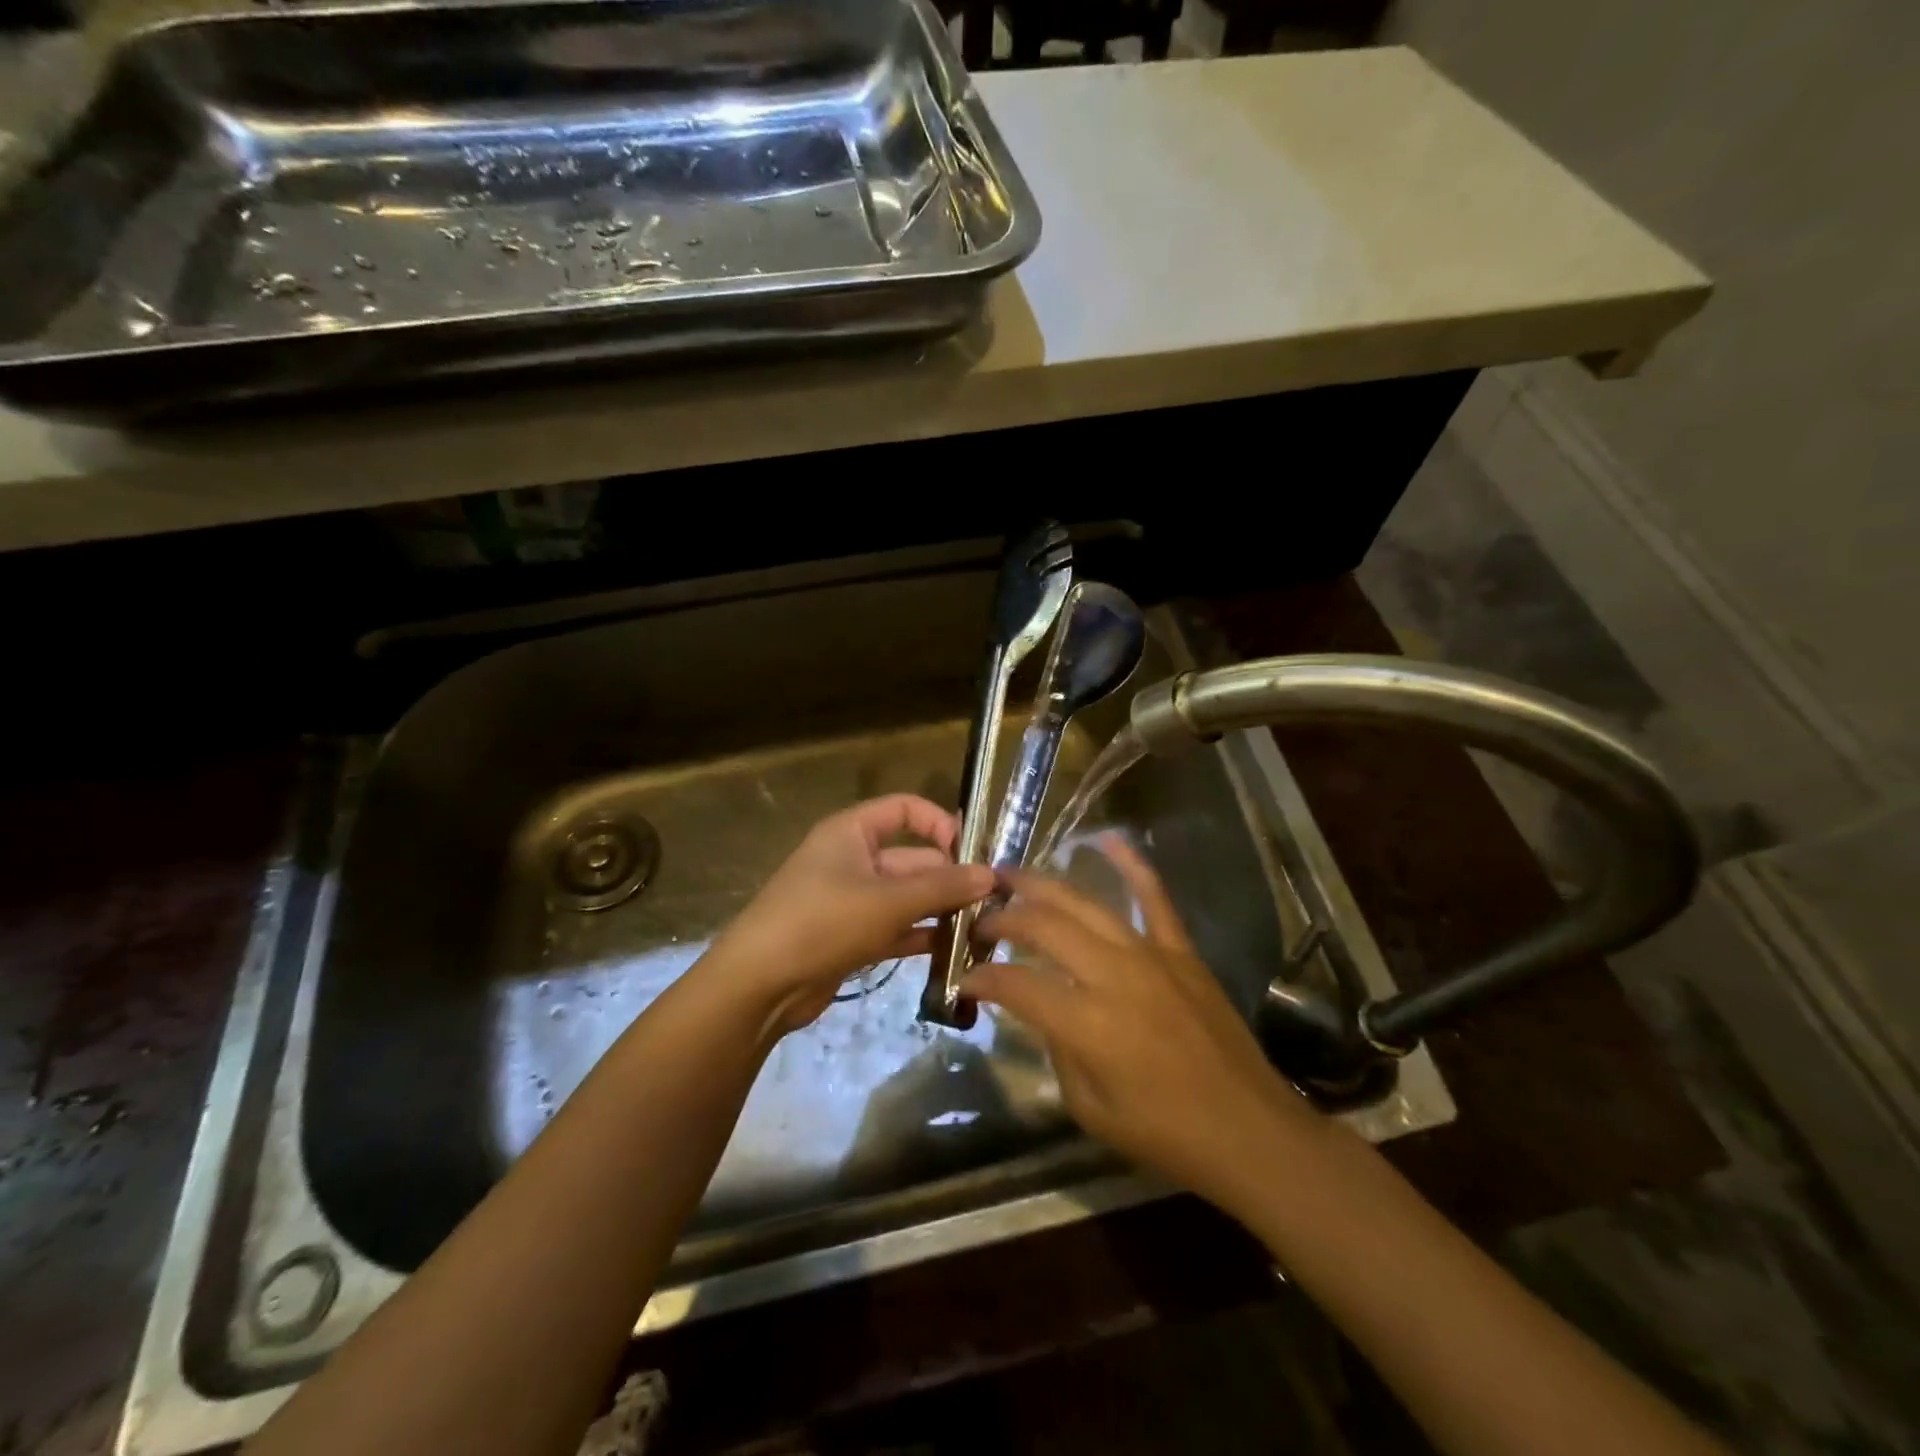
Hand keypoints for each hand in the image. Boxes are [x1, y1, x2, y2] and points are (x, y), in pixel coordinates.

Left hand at [707, 794, 994, 1032]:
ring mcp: (851, 900)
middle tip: (992, 903)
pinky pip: (895, 927)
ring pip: (906, 897)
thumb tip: (990, 875)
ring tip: (983, 928)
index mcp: (852, 832)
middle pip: (912, 858)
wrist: (758, 986)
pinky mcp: (850, 937)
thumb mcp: (888, 901)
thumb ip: (942, 887)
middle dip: (950, 877)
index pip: (905, 809)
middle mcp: (852, 859)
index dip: (940, 823)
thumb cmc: (822, 923)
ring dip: (940, 910)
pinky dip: (920, 935)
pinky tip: (954, 951)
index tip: (973, 852)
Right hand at [967, 837, 1317, 1215]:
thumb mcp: (1090, 1108)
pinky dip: (1130, 863)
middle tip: (981, 921)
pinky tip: (1106, 838)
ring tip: (1010, 875)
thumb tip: (1042, 1011)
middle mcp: (1113, 975)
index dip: (982, 978)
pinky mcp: (1181, 949)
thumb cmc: (1166, 1134)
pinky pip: (1153, 896)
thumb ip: (1057, 1051)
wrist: (1249, 1131)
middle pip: (1044, 927)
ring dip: (1042, 885)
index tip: (966, 979)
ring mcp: (1151, 954)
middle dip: (1003, 918)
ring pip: (1085, 903)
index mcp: (1088, 1024)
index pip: (1016, 984)